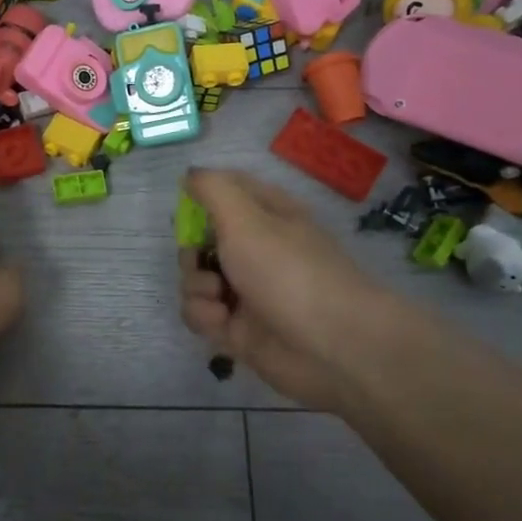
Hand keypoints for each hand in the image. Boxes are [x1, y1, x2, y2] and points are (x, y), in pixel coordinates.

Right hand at [178, 169, 391, 413]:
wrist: (332, 345)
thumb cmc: (288, 270)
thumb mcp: (246, 217)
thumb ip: (212, 189)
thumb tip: (190, 174)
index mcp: (264, 214)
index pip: (224, 192)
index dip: (200, 198)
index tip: (189, 208)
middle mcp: (253, 249)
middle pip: (198, 241)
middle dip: (191, 253)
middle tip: (204, 260)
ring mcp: (244, 290)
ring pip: (194, 279)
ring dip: (196, 287)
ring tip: (219, 299)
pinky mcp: (236, 328)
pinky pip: (200, 314)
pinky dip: (204, 316)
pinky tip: (222, 323)